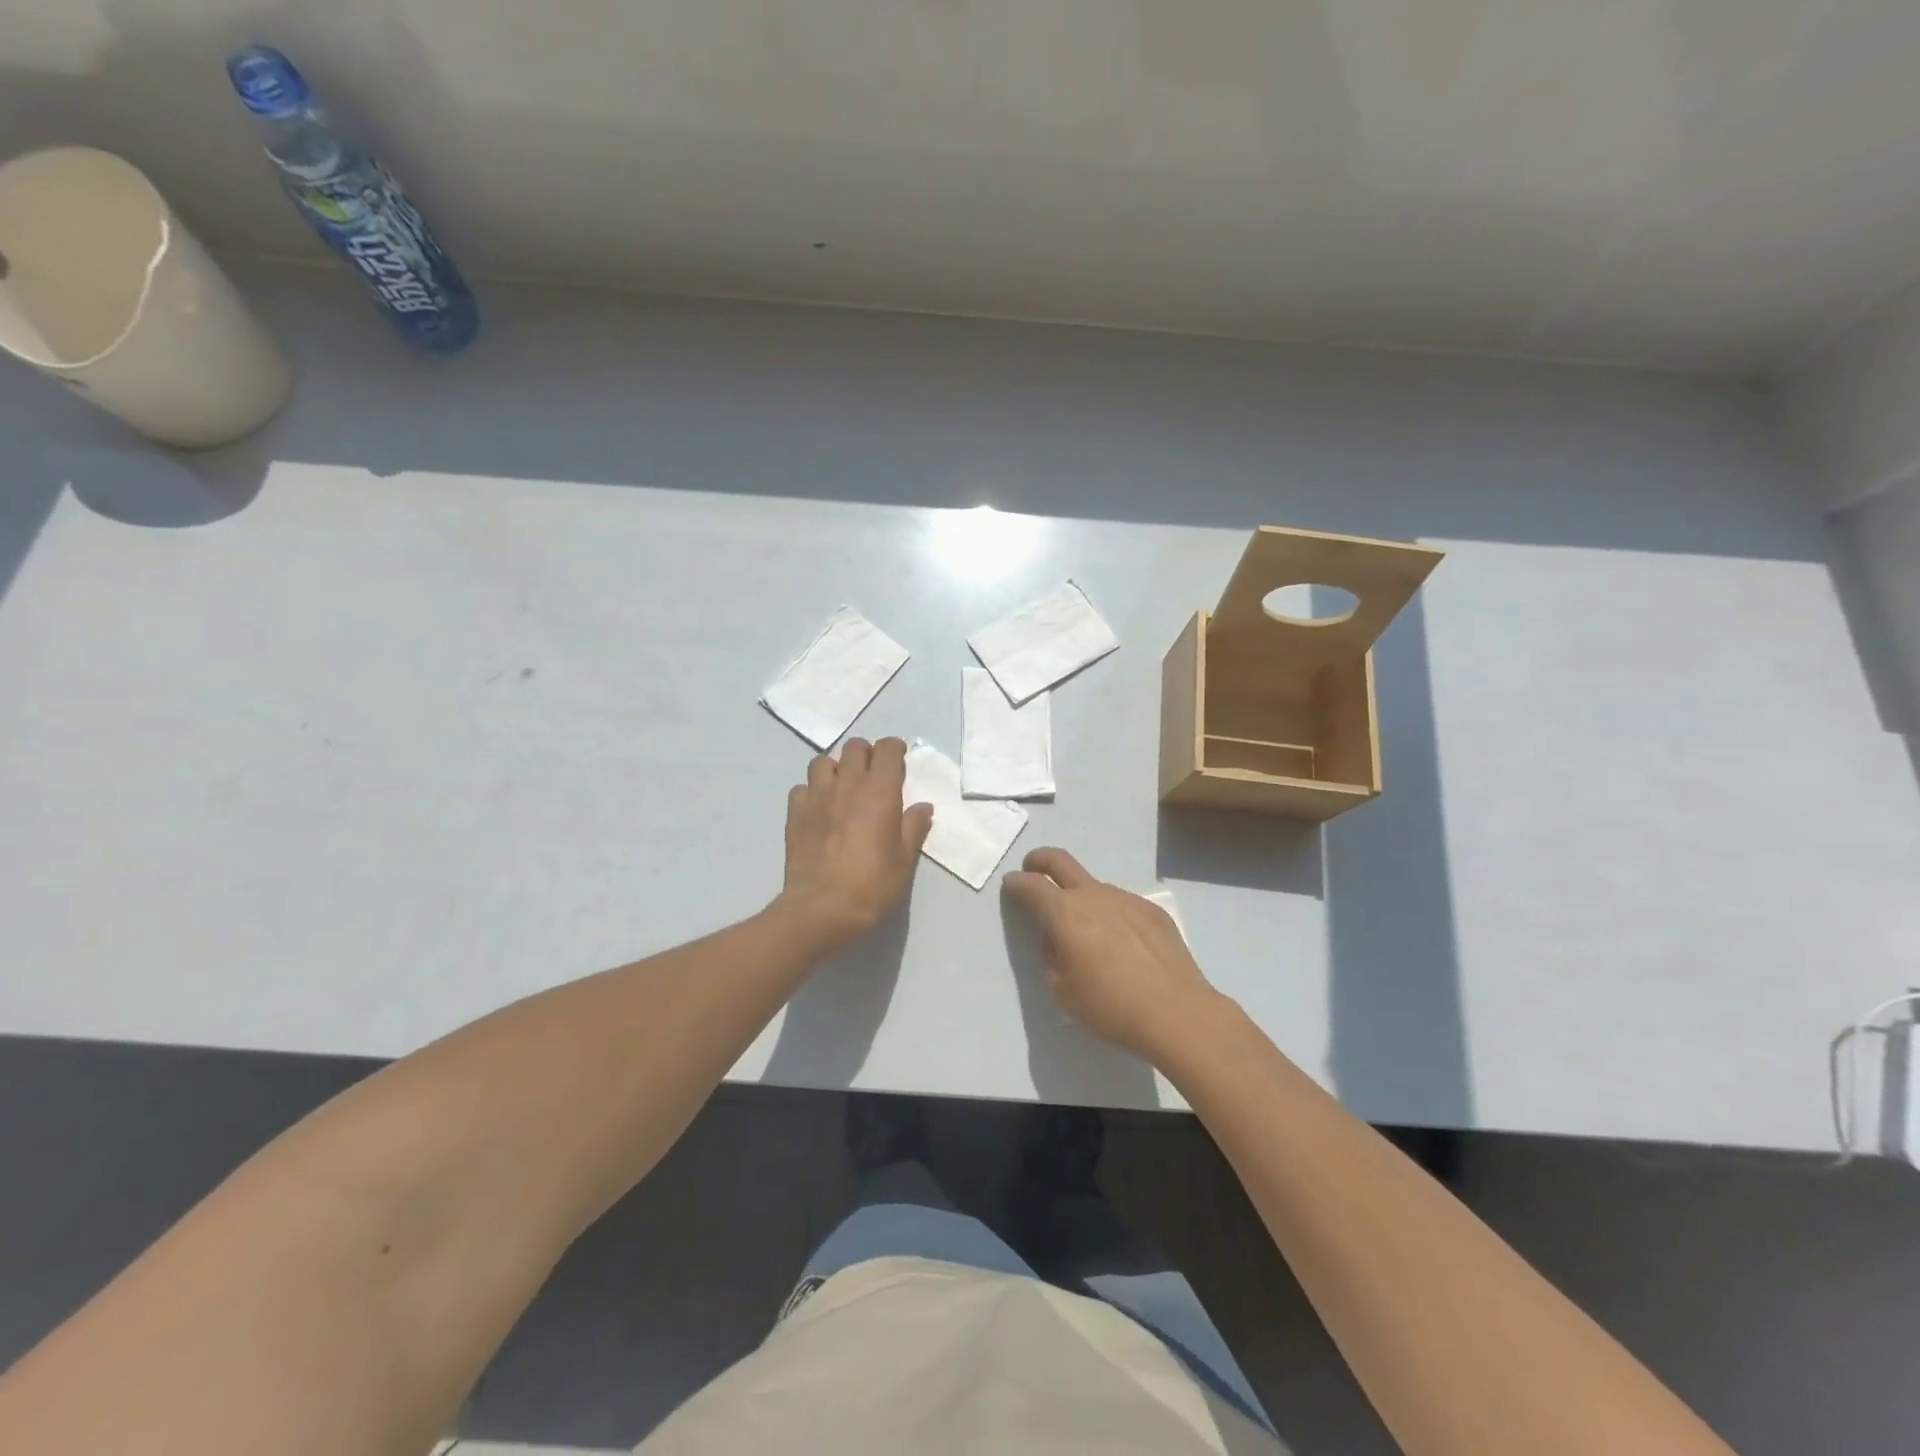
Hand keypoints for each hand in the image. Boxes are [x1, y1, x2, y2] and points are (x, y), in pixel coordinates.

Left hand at [779, 737, 933, 947]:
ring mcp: (816, 796)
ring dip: (836, 768)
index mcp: (879, 791)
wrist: (822, 909)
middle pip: (854, 747)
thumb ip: (913, 827)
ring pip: (823, 761)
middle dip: (867, 754)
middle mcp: (847, 785)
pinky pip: (802, 788)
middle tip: (874, 774)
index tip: (899, 760)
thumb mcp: (904, 859)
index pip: (886, 749)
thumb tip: (922, 807)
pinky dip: (812, 791)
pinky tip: (820, 808)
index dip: (894, 749)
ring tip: (844, 787)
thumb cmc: (872, 884)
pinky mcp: (795, 813)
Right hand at [1002, 847, 1222, 1060]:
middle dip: (1039, 860)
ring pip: (1095, 887)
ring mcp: (1127, 899)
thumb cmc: (1109, 1007)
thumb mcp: (1061, 990)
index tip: (1010, 886)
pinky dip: (1112, 915)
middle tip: (1032, 868)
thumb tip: (1056, 938)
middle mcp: (1094, 895)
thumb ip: (1051, 956)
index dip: (1016, 883)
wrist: (1176, 1013)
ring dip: (1081, 898)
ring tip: (1088, 933)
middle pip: (1059, 861)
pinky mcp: (1153, 912)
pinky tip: (1123, 946)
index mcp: (1064, 912)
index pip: (1030, 885)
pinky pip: (1122, 905)